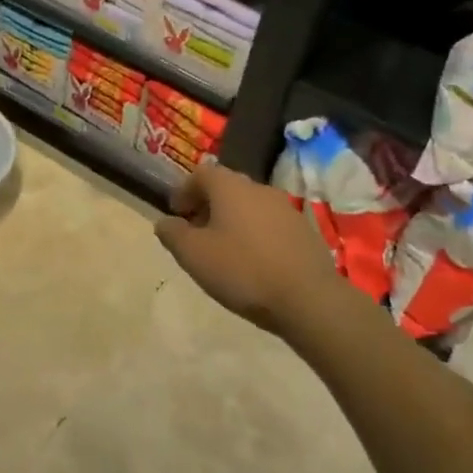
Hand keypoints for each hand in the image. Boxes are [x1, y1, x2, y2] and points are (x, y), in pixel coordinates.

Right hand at [154, 161, 336, 337]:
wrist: (309, 298)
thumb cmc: (243, 270)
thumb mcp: (194, 256)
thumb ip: (173, 234)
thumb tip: (164, 222)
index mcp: (230, 187)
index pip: (201, 173)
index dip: (184, 190)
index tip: (176, 213)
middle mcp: (258, 188)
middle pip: (226, 187)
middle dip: (208, 205)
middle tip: (196, 232)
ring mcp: (285, 208)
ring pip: (249, 205)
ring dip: (232, 220)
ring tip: (223, 249)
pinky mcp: (303, 231)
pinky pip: (269, 223)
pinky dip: (255, 234)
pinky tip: (253, 261)